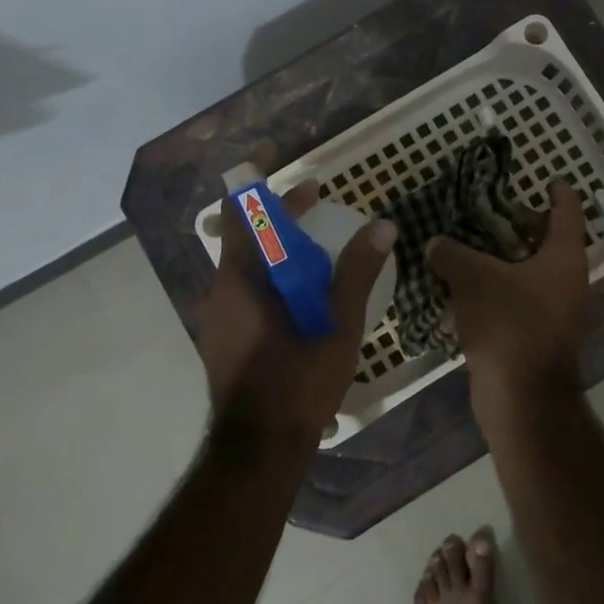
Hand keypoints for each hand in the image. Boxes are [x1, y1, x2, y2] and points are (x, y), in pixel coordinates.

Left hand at [196, 170, 396, 451]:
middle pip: (248, 234)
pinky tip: (307, 293)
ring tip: (320, 246)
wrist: (257, 452)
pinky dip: (275, 274)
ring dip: (281, 246)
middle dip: (282, 212)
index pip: (241, 209)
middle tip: (318, 199)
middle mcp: (222, 289)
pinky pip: (249, 288)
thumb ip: (357, 273)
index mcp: (241, 279)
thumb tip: (383, 226)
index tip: (278, 150)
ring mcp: (220, 315)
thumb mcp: (337, 327)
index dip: (256, 175)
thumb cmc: (296, 385)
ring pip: (249, 263)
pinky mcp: (227, 336)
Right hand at [427, 180, 590, 416]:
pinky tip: (461, 290)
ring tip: (464, 248)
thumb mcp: (473, 278)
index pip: (567, 210)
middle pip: (545, 241)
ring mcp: (554, 311)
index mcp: (563, 257)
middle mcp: (566, 280)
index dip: (556, 191)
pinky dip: (495, 290)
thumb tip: (435, 242)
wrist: (521, 398)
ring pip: (527, 273)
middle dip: (516, 225)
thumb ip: (452, 253)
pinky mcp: (536, 336)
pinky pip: (516, 301)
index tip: (543, 179)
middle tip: (483, 214)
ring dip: (500, 260)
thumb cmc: (508, 324)